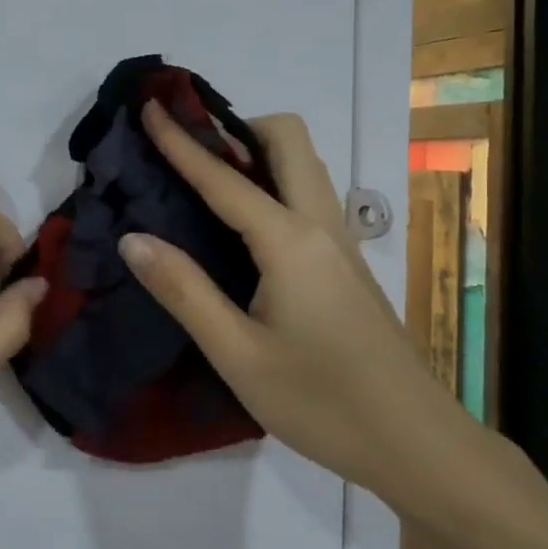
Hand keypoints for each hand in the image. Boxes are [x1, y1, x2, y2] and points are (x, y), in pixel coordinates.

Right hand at [118, 102, 476, 498]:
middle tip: (186, 148)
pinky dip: (272, 184)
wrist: (415, 443)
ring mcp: (342, 243)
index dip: (181, 141)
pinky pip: (307, 197)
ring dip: (257, 153)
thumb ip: (184, 290)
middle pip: (288, 140)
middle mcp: (321, 226)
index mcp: (290, 241)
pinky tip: (242, 226)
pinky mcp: (347, 265)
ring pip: (304, 166)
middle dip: (236, 127)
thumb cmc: (321, 402)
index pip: (224, 177)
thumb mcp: (237, 354)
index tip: (149, 105)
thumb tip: (132, 238)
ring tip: (206, 178)